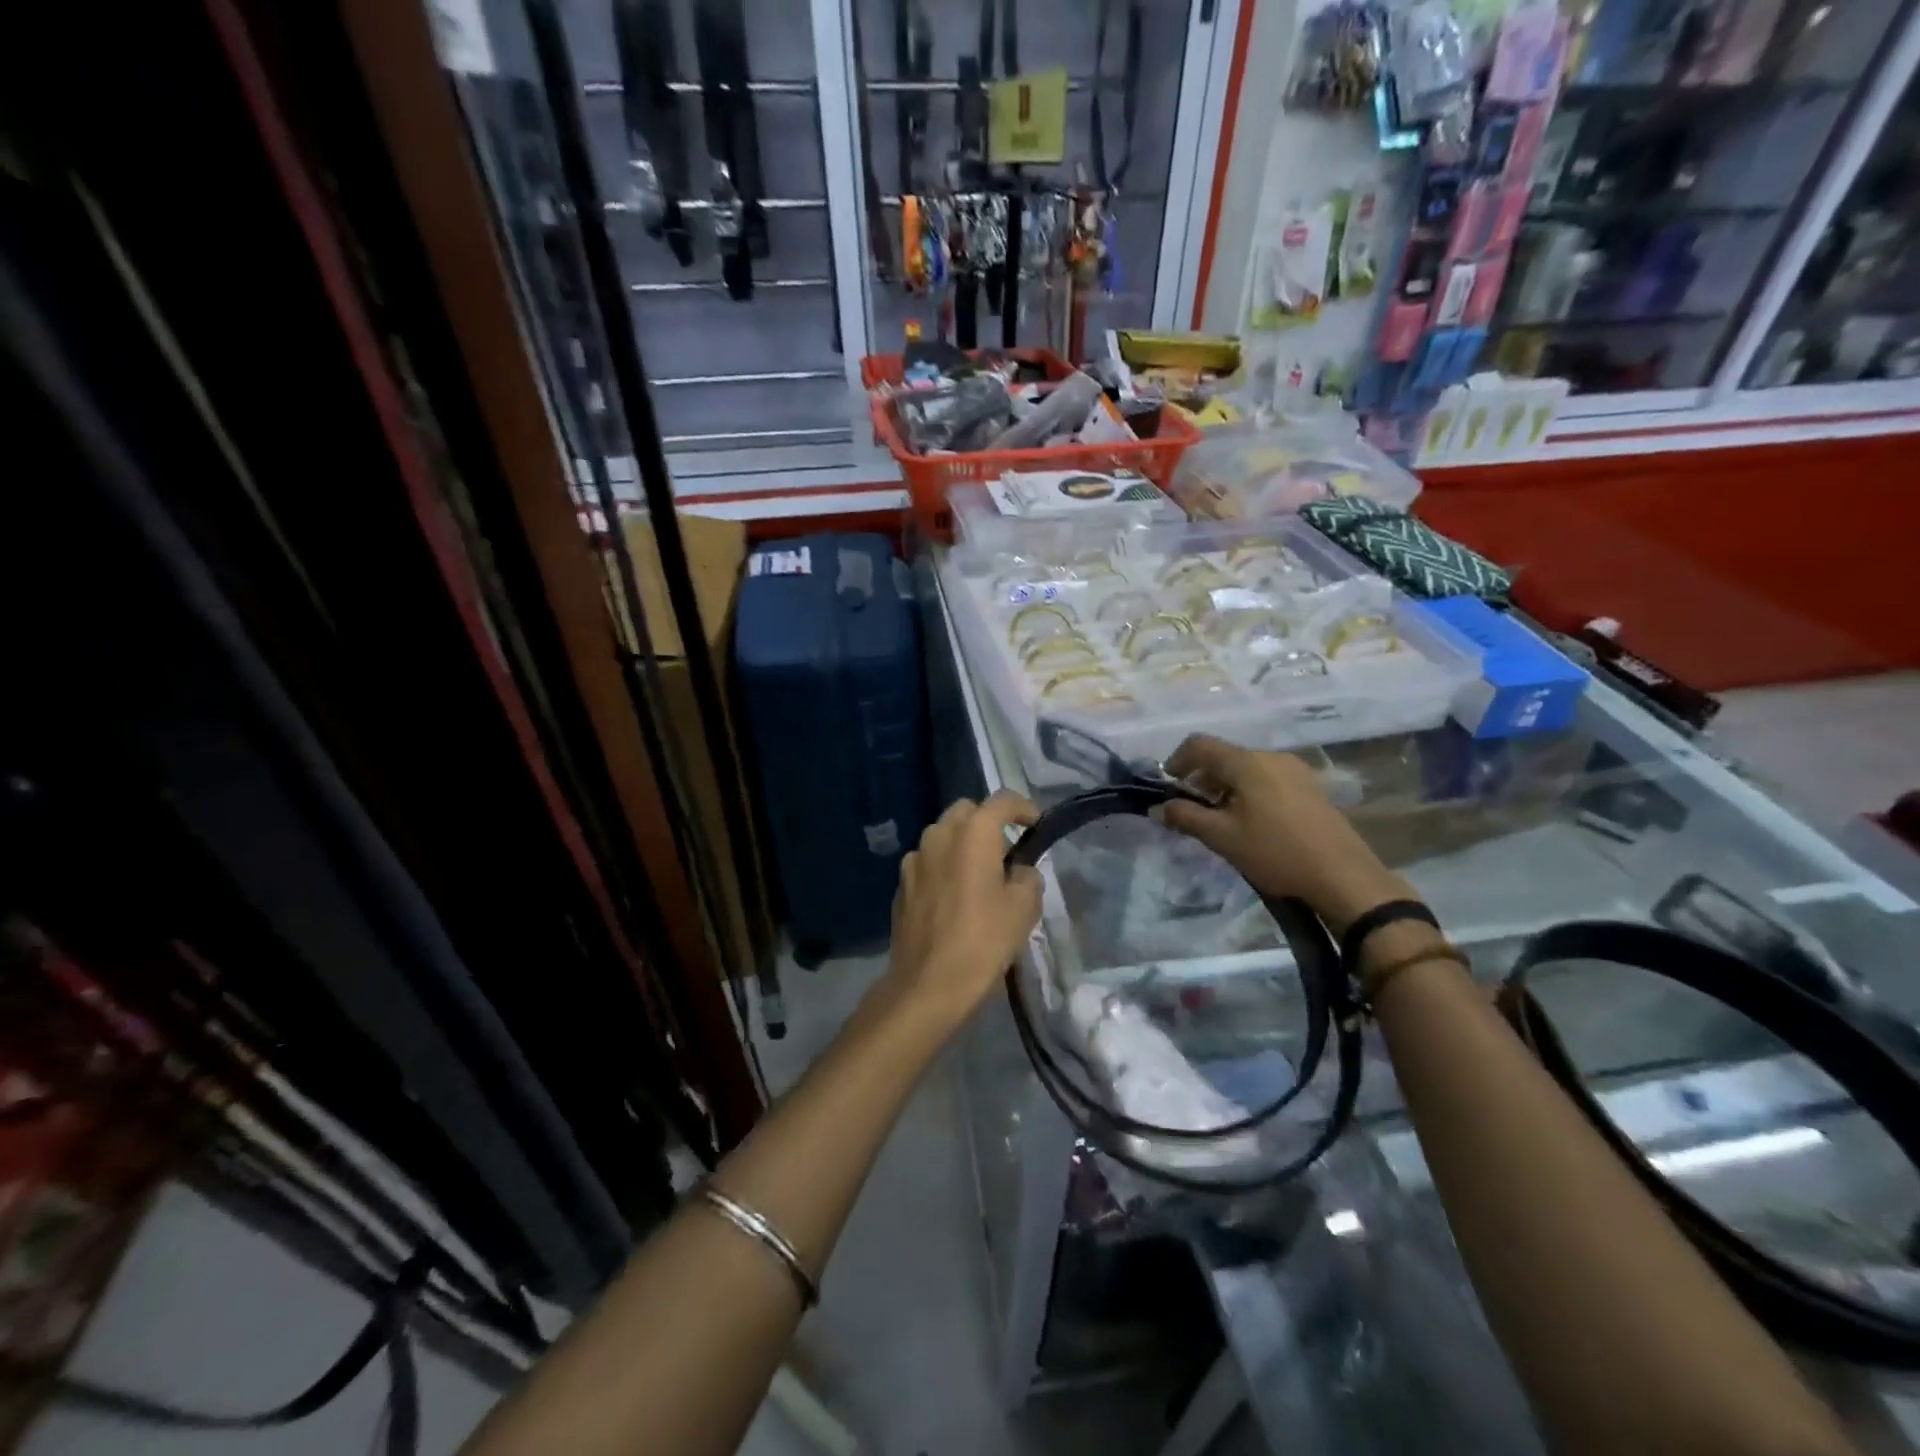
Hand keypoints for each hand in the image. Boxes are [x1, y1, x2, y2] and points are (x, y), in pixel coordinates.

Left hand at [881, 791, 1042, 1035]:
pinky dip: (944, 867)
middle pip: (967, 812)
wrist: (928, 984)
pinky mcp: (901, 884)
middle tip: (1006, 851)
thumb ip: (1027, 876)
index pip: (1002, 801)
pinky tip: (954, 897)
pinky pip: (928, 862)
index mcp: (973, 833)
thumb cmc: (983, 940)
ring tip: (979, 875)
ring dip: (962, 844)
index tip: (1035, 826)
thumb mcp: (1024, 908)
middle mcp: (939, 834)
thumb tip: (1018, 870)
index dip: (1024, 809)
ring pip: (943, 835)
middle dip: (988, 822)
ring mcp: (914, 859)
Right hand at [1155, 735, 1411, 933]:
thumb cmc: (1276, 852)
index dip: (1176, 761)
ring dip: (1224, 787)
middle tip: (1191, 810)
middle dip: (1201, 778)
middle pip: (1224, 756)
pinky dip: (1248, 792)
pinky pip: (1267, 778)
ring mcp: (1295, 770)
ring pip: (1246, 768)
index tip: (1167, 788)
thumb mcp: (1223, 838)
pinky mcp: (1310, 787)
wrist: (1343, 877)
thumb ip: (1186, 817)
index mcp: (1247, 762)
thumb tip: (1159, 808)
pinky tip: (1251, 823)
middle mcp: (1271, 757)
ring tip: (1220, 820)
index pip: (1200, 745)